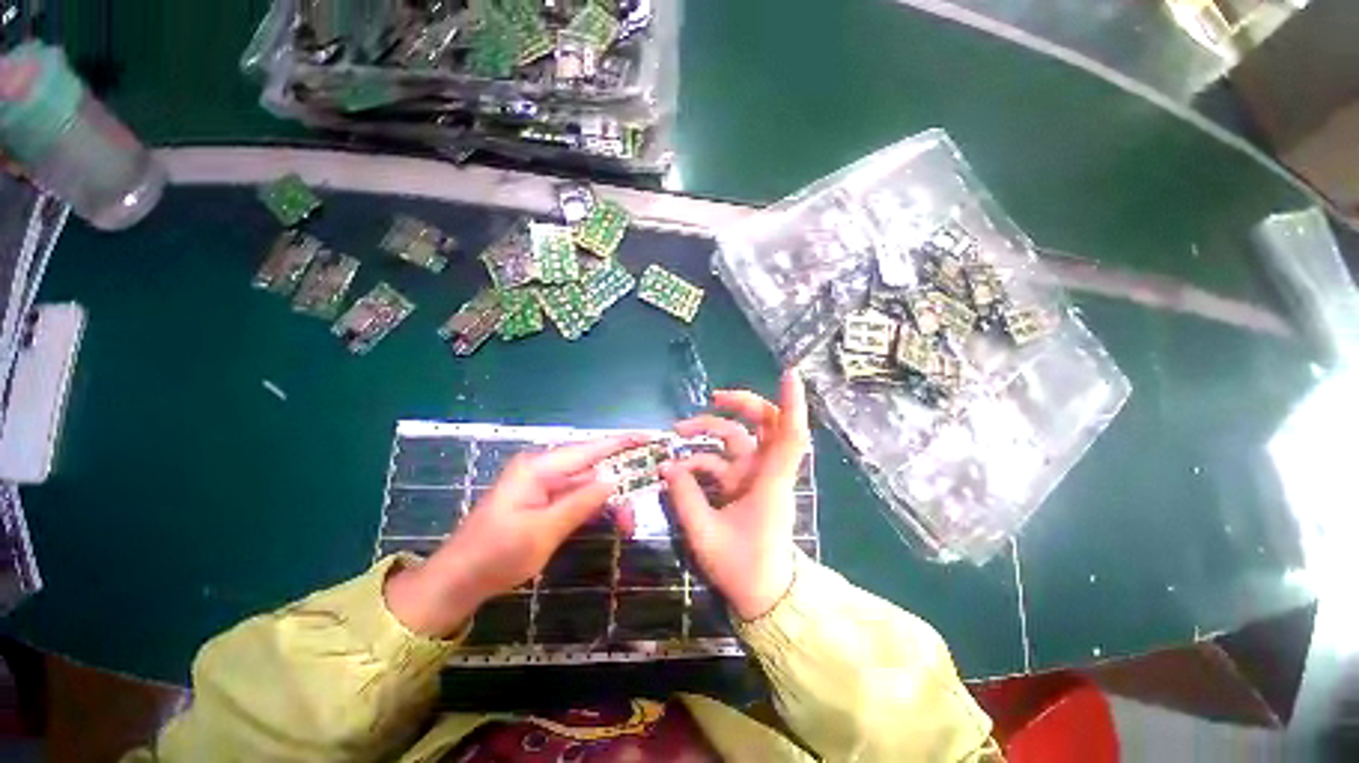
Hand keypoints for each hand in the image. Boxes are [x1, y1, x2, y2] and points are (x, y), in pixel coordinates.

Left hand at [384, 435, 640, 636]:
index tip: (649, 438)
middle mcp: (542, 469)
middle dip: (619, 482)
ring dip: (609, 500)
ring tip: (627, 524)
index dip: (621, 442)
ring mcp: (542, 484)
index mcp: (539, 468)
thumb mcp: (542, 532)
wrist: (457, 581)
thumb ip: (580, 503)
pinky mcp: (543, 500)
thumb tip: (613, 480)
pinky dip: (595, 507)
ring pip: (587, 484)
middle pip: (591, 466)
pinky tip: (610, 520)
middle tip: (640, 504)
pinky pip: (577, 497)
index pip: (589, 449)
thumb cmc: (495, 556)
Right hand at [663, 371, 809, 620]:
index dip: (792, 403)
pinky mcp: (744, 485)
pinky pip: (723, 460)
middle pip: (765, 423)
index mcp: (770, 482)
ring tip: (679, 430)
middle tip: (714, 398)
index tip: (788, 373)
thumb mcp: (706, 535)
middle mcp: (766, 472)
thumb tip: (668, 466)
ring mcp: (755, 477)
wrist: (765, 596)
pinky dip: (702, 458)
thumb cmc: (744, 568)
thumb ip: (685, 498)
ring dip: (711, 429)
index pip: (789, 435)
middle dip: (742, 404)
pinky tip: (679, 468)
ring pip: (739, 438)